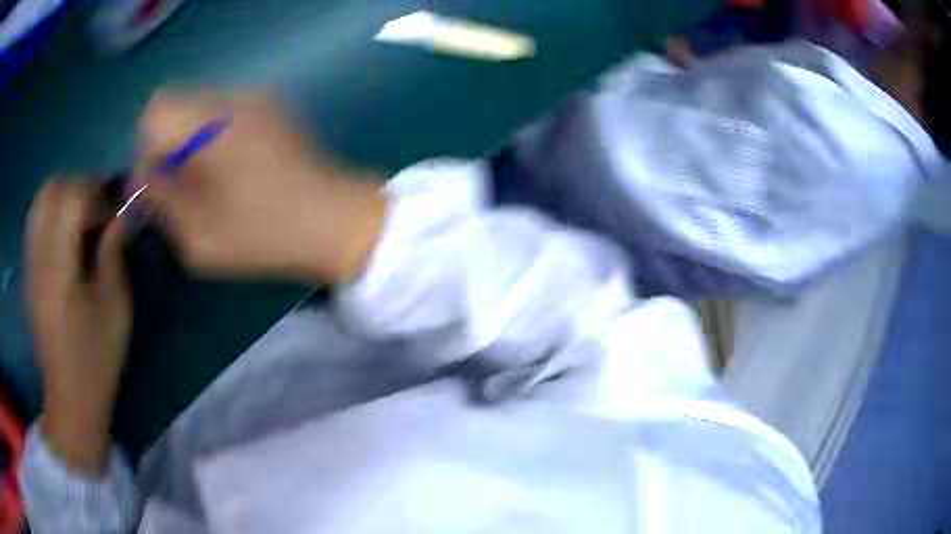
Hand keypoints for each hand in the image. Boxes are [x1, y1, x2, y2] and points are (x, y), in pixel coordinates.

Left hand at [27, 181, 131, 473]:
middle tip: (99, 209)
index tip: (115, 213)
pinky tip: (67, 234)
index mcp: (59, 268)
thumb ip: (114, 252)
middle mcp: (39, 256)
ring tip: (83, 216)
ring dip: (65, 195)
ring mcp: (31, 262)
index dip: (98, 194)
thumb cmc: (96, 358)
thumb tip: (122, 213)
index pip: (72, 198)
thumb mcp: (115, 307)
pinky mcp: (29, 270)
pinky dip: (53, 211)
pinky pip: (36, 219)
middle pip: (53, 189)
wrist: (69, 396)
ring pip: (41, 199)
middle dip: (81, 187)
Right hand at [136, 91, 387, 282]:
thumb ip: (163, 201)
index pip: (156, 111)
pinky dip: (210, 138)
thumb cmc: (266, 236)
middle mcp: (235, 97)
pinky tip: (227, 172)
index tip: (154, 187)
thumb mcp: (199, 237)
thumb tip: (146, 178)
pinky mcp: (273, 108)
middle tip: (174, 188)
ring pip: (199, 108)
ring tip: (201, 184)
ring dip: (187, 142)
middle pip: (176, 104)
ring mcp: (258, 98)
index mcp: (213, 122)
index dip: (145, 149)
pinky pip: (223, 114)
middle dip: (164, 145)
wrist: (337, 222)